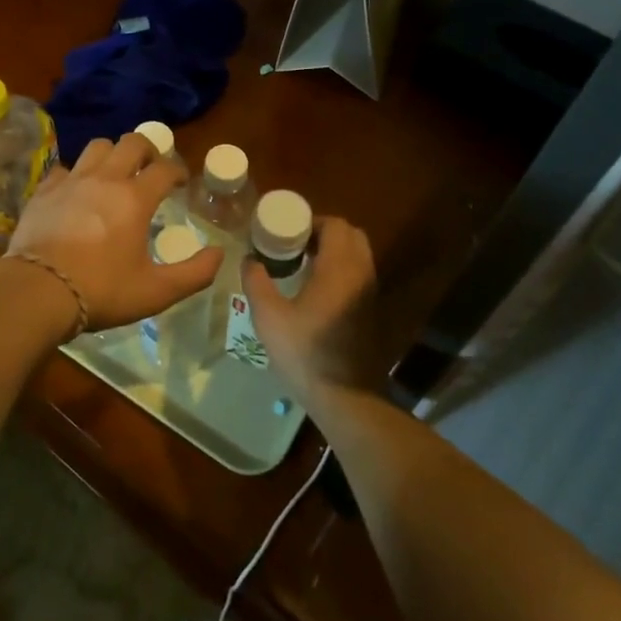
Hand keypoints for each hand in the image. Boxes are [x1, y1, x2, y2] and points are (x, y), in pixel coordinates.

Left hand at [6, 132, 221, 331]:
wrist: (37, 291)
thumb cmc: (100, 290)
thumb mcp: (155, 292)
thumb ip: (194, 274)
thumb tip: (219, 253)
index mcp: (135, 198)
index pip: (165, 168)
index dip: (178, 171)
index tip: (181, 183)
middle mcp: (105, 179)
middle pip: (132, 142)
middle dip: (148, 150)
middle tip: (151, 169)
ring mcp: (71, 181)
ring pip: (97, 147)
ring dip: (112, 154)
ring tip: (115, 174)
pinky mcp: (44, 190)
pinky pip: (65, 169)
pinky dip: (77, 175)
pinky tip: (77, 192)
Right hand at [246, 216, 379, 404]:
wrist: (345, 398)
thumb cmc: (305, 353)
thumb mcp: (269, 317)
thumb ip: (256, 282)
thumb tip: (249, 259)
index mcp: (340, 268)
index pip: (336, 225)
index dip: (311, 222)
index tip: (287, 232)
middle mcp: (361, 274)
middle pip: (351, 235)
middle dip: (324, 233)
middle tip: (295, 244)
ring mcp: (371, 293)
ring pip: (358, 255)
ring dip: (334, 251)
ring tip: (302, 264)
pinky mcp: (372, 310)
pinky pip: (359, 274)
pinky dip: (341, 269)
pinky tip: (316, 288)